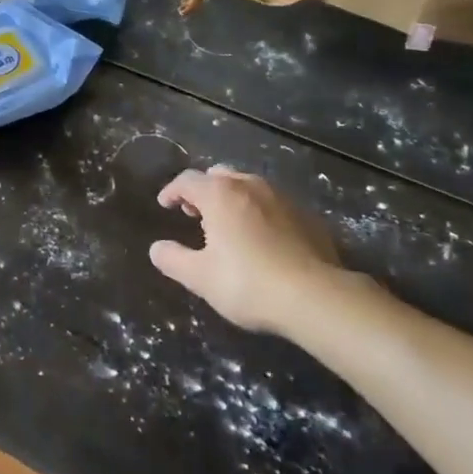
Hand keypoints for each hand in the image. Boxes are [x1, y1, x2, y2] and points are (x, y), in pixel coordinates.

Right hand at [150, 167, 342, 334]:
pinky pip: (273, 204)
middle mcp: (249, 185)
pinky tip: (263, 238)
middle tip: (195, 213)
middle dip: (203, 190)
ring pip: (248, 186)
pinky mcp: (306, 215)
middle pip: (219, 176)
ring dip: (232, 199)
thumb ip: (173, 260)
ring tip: (229, 224)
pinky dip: (260, 212)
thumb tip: (157, 248)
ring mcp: (281, 197)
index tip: (164, 204)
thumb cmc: (248, 283)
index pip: (187, 180)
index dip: (172, 191)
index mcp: (219, 194)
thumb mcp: (200, 278)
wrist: (316, 297)